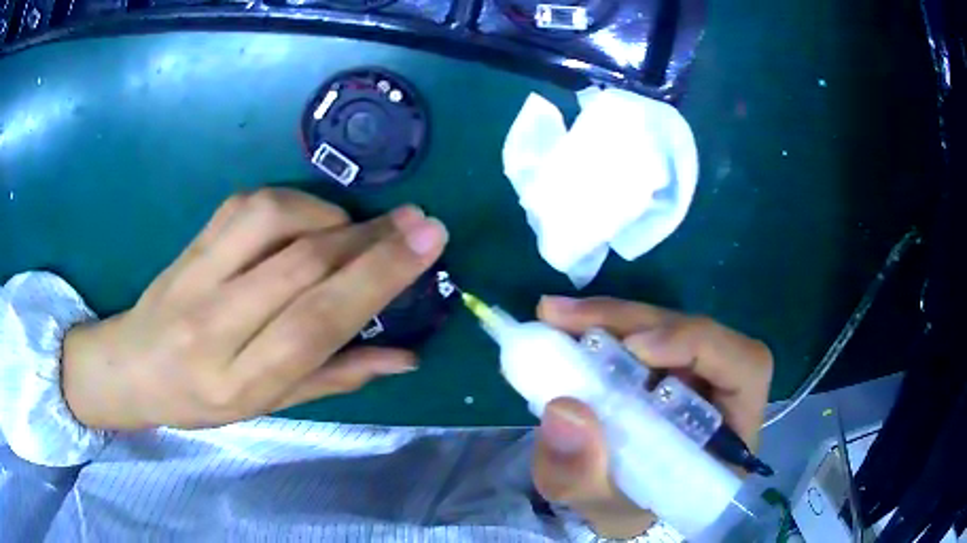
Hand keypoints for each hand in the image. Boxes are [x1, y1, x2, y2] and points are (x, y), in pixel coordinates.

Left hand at [62, 189, 447, 429]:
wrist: (133, 365)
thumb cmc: (201, 400)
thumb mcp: (267, 405)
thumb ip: (334, 377)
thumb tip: (405, 356)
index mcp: (240, 380)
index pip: (316, 323)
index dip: (376, 278)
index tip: (428, 241)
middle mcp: (214, 324)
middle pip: (302, 265)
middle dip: (371, 238)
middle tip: (418, 221)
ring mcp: (197, 274)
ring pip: (275, 220)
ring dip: (330, 216)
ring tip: (354, 230)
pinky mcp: (192, 240)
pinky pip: (250, 203)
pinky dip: (294, 201)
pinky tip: (309, 218)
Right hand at [531, 296, 772, 537]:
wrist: (621, 503)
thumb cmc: (626, 508)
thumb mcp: (598, 505)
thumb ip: (582, 475)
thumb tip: (565, 409)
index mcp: (732, 433)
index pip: (745, 367)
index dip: (698, 344)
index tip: (634, 347)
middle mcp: (722, 391)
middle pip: (696, 333)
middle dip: (633, 320)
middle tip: (567, 318)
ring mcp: (695, 372)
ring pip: (666, 325)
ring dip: (612, 317)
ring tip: (556, 316)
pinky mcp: (666, 364)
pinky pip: (643, 332)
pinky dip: (604, 325)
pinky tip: (567, 326)